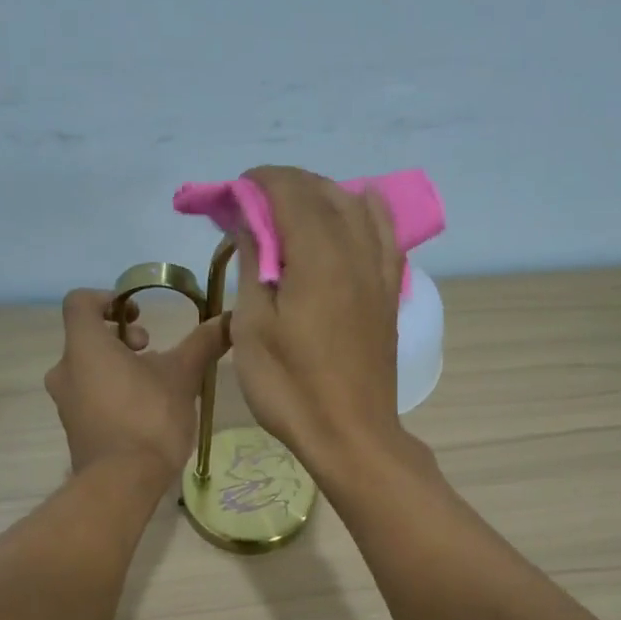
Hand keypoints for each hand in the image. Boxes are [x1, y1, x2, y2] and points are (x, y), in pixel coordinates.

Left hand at [45, 289, 228, 481]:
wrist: (122, 482)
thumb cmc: (148, 418)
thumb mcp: (182, 376)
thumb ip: (202, 343)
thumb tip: (228, 318)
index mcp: (84, 347)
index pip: (79, 303)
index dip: (107, 299)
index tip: (138, 315)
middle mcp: (65, 370)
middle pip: (87, 338)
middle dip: (121, 339)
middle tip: (152, 352)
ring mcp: (66, 403)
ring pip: (89, 370)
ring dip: (119, 368)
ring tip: (154, 385)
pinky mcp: (74, 430)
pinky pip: (90, 398)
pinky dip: (113, 394)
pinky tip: (144, 413)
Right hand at [228, 166, 410, 481]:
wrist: (351, 436)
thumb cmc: (291, 389)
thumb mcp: (253, 328)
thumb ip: (253, 265)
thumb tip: (250, 222)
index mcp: (318, 256)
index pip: (289, 191)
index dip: (257, 183)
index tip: (231, 196)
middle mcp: (355, 251)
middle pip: (323, 192)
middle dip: (284, 187)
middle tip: (251, 209)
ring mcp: (379, 272)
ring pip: (356, 207)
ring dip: (321, 196)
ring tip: (293, 214)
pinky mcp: (388, 294)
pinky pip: (384, 235)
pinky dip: (365, 214)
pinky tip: (355, 213)